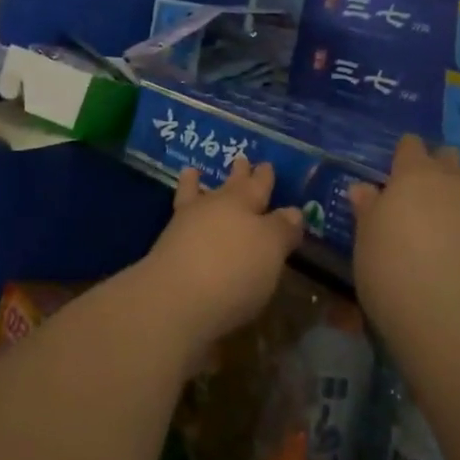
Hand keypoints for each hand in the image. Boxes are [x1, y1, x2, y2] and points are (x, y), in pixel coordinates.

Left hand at [139, 159, 302, 356]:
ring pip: (196, 197)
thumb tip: (293, 211)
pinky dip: (180, 210)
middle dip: (238, 175)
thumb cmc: (234, 271)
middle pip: (230, 188)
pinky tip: (180, 216)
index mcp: (243, 204)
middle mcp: (215, 208)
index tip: (267, 165)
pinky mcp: (166, 249)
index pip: (258, 186)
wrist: (174, 300)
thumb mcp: (270, 250)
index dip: (264, 177)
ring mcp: (186, 226)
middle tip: (241, 160)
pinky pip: (178, 220)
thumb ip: (282, 229)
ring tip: (193, 172)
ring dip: (196, 185)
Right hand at [350, 136, 459, 358]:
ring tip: (444, 219)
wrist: (459, 322)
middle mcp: (451, 183)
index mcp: (413, 176)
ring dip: (459, 192)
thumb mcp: (366, 243)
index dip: (404, 154)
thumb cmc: (394, 274)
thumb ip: (368, 211)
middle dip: (437, 167)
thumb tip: (363, 188)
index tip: (395, 171)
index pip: (411, 146)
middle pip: (447, 158)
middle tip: (420, 194)